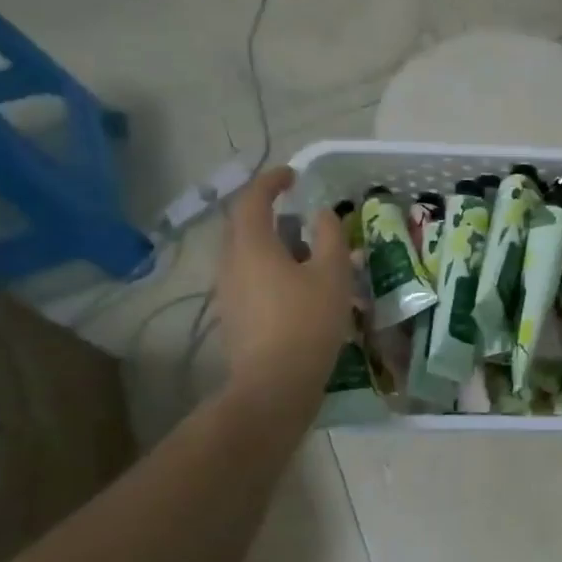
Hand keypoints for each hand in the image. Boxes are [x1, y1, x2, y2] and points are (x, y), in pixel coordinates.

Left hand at [217, 166, 352, 388]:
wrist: (275, 385)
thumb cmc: (307, 322)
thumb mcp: (332, 274)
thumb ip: (330, 237)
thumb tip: (322, 214)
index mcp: (251, 245)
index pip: (253, 199)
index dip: (272, 181)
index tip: (293, 175)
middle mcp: (231, 263)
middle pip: (245, 226)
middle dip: (272, 214)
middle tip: (302, 214)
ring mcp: (229, 292)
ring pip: (249, 255)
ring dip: (275, 245)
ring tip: (309, 254)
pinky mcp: (235, 316)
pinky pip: (252, 279)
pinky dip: (273, 271)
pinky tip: (300, 288)